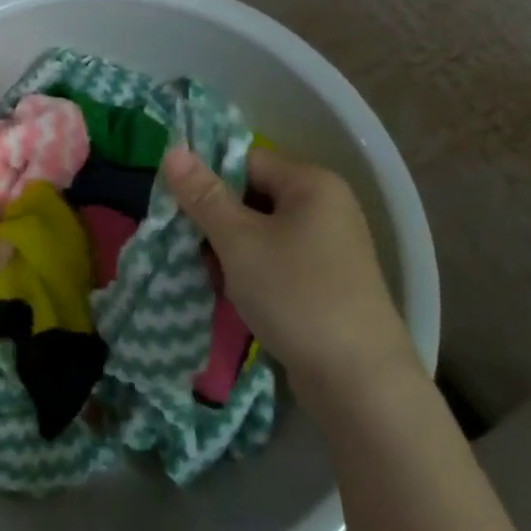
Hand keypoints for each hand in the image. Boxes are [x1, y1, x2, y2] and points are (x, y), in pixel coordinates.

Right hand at [162, 147, 417, 404]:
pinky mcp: (326, 281)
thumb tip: (172, 150)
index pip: (245, 160)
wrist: (358, 380)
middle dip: (215, 219)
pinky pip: (276, 260)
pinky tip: (232, 293)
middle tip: (184, 244)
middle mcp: (326, 207)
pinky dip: (250, 271)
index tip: (175, 208)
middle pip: (252, 196)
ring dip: (229, 249)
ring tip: (206, 272)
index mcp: (312, 184)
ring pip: (260, 232)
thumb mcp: (239, 241)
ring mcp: (329, 247)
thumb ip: (203, 195)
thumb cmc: (295, 295)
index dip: (207, 179)